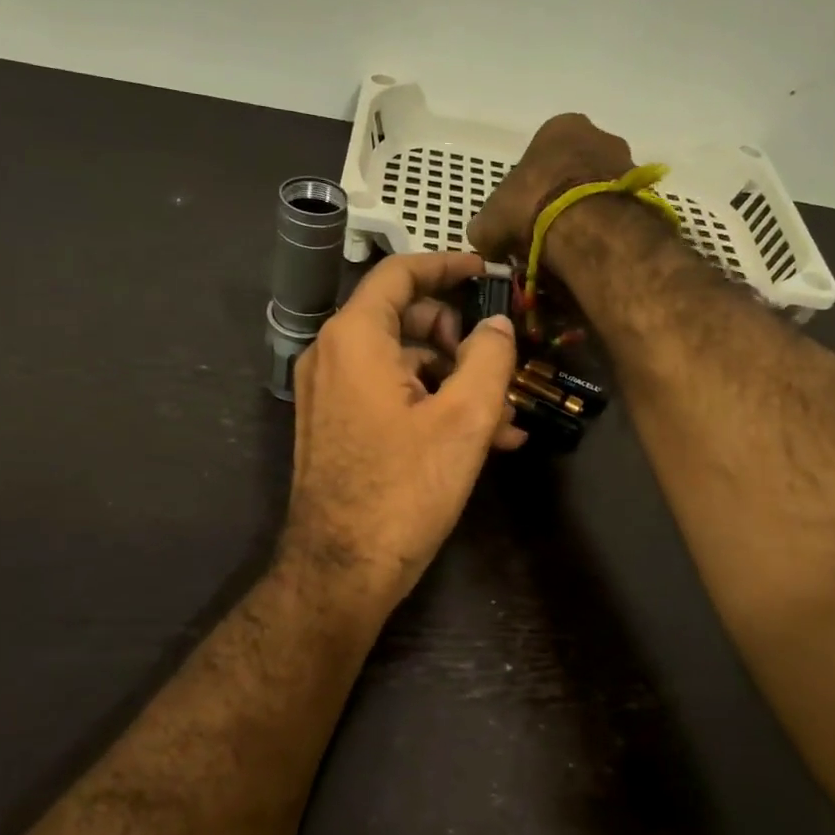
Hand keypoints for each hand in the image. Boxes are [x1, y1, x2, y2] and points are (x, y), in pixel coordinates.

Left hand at [281, 251, 522, 609]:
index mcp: (355, 339)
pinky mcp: (336, 426)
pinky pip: (388, 395)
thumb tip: (496, 325)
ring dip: (454, 380)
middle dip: (459, 337)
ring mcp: (329, 394)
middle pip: (403, 318)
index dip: (445, 265)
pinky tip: (479, 439)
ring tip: (505, 418)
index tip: (484, 272)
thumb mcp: (464, 420)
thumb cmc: (404, 489)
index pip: (399, 274)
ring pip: (401, 363)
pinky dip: (430, 404)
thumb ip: (489, 358)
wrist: (341, 569)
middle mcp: (332, 356)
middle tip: (500, 363)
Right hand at [467, 113, 635, 264]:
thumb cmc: (532, 208)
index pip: (538, 157)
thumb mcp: (489, 222)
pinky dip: (606, 230)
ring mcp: (628, 162)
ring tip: (570, 249)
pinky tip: (592, 252)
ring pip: (598, 192)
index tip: (522, 219)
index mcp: (559, 128)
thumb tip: (487, 240)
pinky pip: (618, 212)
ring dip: (585, 216)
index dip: (527, 190)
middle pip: (573, 171)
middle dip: (560, 200)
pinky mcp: (645, 194)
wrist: (589, 228)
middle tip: (545, 235)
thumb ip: (486, 227)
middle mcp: (598, 135)